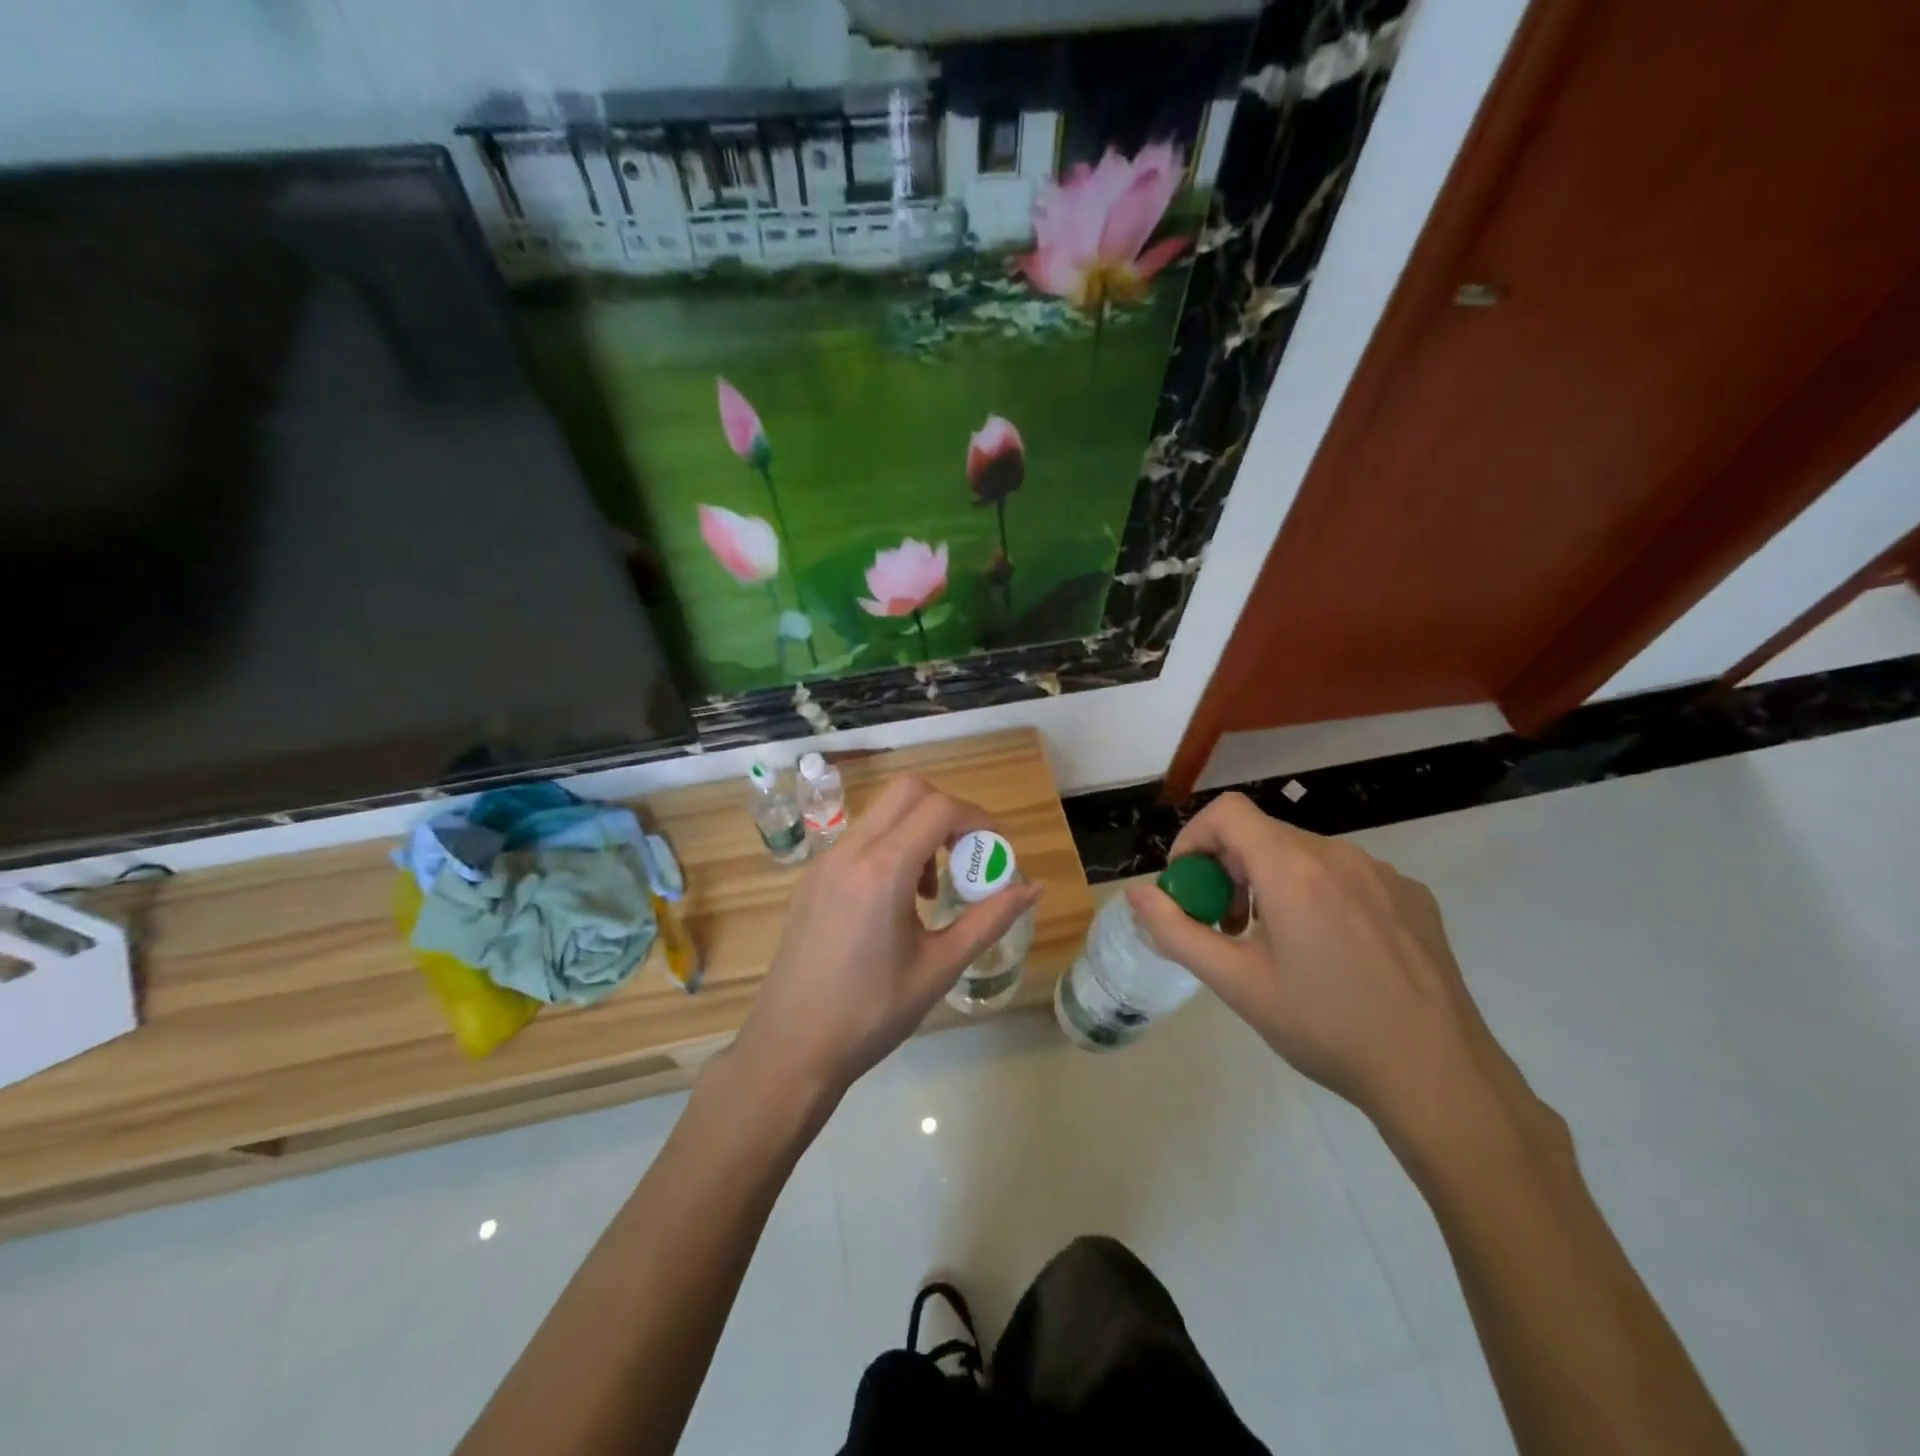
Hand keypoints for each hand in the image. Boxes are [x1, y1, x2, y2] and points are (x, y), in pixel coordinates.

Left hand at [733, 775, 1042, 1101]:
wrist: (791, 1048)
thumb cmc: (872, 1014)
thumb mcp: (940, 967)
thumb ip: (989, 920)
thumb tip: (1034, 887)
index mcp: (882, 870)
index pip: (939, 808)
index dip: (978, 819)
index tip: (996, 851)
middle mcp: (850, 852)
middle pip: (908, 791)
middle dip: (947, 812)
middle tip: (965, 857)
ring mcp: (824, 862)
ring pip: (881, 812)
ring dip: (916, 830)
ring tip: (928, 890)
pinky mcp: (811, 878)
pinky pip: (859, 838)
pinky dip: (888, 846)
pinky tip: (893, 903)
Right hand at [1124, 793, 1543, 1153]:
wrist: (1439, 1076)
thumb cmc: (1327, 1028)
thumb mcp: (1238, 984)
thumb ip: (1177, 932)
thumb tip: (1137, 894)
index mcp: (1293, 870)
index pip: (1228, 812)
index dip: (1195, 839)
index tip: (1191, 887)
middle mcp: (1339, 855)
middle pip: (1263, 835)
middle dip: (1229, 870)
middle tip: (1227, 927)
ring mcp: (1382, 873)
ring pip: (1304, 855)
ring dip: (1272, 883)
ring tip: (1277, 944)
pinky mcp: (1412, 896)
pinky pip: (1346, 875)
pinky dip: (1318, 894)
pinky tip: (1331, 952)